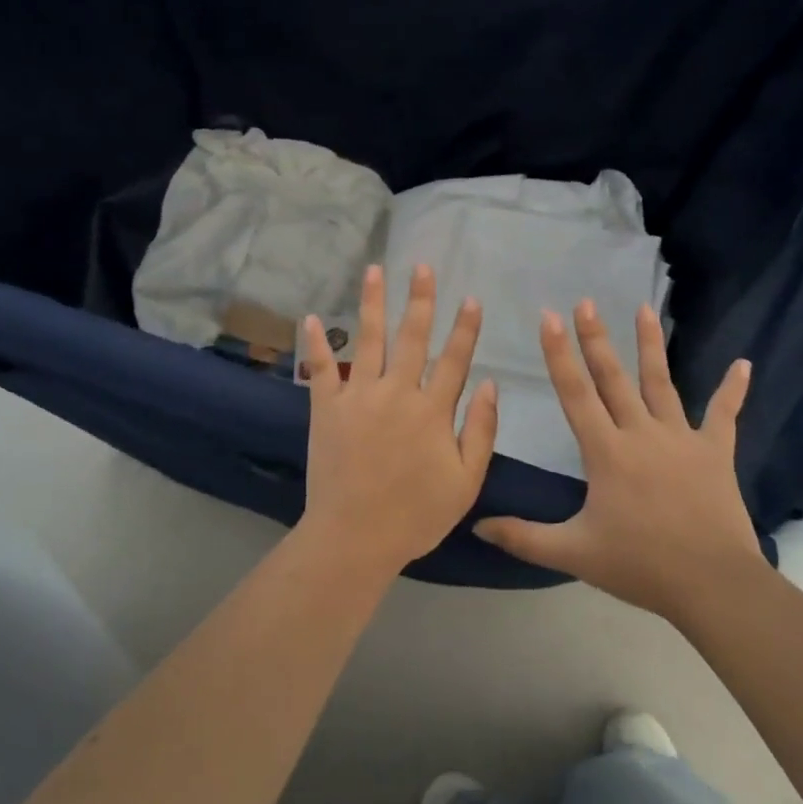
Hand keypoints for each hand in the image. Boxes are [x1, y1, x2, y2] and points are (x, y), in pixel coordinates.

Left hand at [297, 263, 498, 577]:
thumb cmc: (416, 514)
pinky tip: (312, 317)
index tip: (471, 299)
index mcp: (432, 410)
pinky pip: (321, 369)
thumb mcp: (466, 481)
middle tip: (422, 266)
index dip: (465, 328)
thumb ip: (481, 430)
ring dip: (372, 303)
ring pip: (368, 340)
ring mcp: (358, 397)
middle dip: (420, 299)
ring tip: (374, 270)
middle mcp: (397, 392)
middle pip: (412, 337)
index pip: (454, 359)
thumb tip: (491, 383)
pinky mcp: (326, 408)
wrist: (354, 537)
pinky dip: (317, 343)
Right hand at [474, 301, 762, 619]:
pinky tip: (744, 364)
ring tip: (645, 309)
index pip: (576, 394)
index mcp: (606, 452)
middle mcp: (641, 433)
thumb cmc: (640, 566)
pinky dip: (733, 390)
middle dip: (596, 338)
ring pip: (662, 383)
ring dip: (651, 346)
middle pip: (614, 378)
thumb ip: (523, 538)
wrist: (712, 585)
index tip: (549, 317)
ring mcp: (681, 439)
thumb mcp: (574, 553)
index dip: (559, 354)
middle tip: (586, 302)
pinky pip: (724, 415)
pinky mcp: (715, 452)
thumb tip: (477, 525)